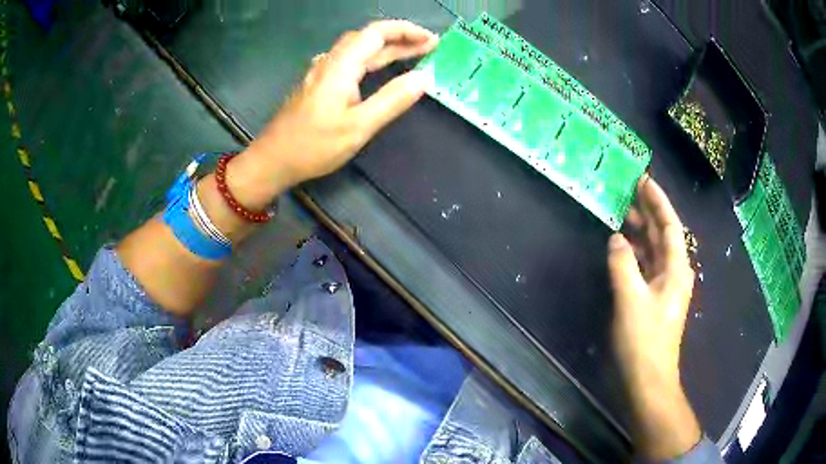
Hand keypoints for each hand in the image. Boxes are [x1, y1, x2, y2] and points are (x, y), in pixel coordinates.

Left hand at [229, 20, 437, 208]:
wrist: (273, 160)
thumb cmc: (313, 146)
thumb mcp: (358, 127)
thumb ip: (392, 100)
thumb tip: (424, 78)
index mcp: (341, 66)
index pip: (377, 32)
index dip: (406, 31)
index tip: (431, 40)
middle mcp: (330, 62)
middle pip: (368, 38)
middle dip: (401, 38)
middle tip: (429, 47)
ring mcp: (321, 72)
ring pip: (358, 50)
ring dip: (387, 48)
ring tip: (413, 55)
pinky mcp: (318, 84)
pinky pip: (349, 62)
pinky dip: (372, 60)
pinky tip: (379, 68)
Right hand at [607, 177, 701, 458]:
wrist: (648, 379)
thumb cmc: (644, 340)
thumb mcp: (631, 299)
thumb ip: (623, 264)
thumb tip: (617, 239)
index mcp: (676, 269)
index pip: (670, 225)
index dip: (658, 201)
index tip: (644, 180)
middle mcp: (674, 273)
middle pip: (664, 235)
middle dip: (649, 212)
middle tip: (630, 191)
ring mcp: (664, 288)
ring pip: (655, 250)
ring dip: (642, 231)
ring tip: (624, 213)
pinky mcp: (653, 300)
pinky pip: (646, 266)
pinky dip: (635, 253)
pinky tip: (623, 248)